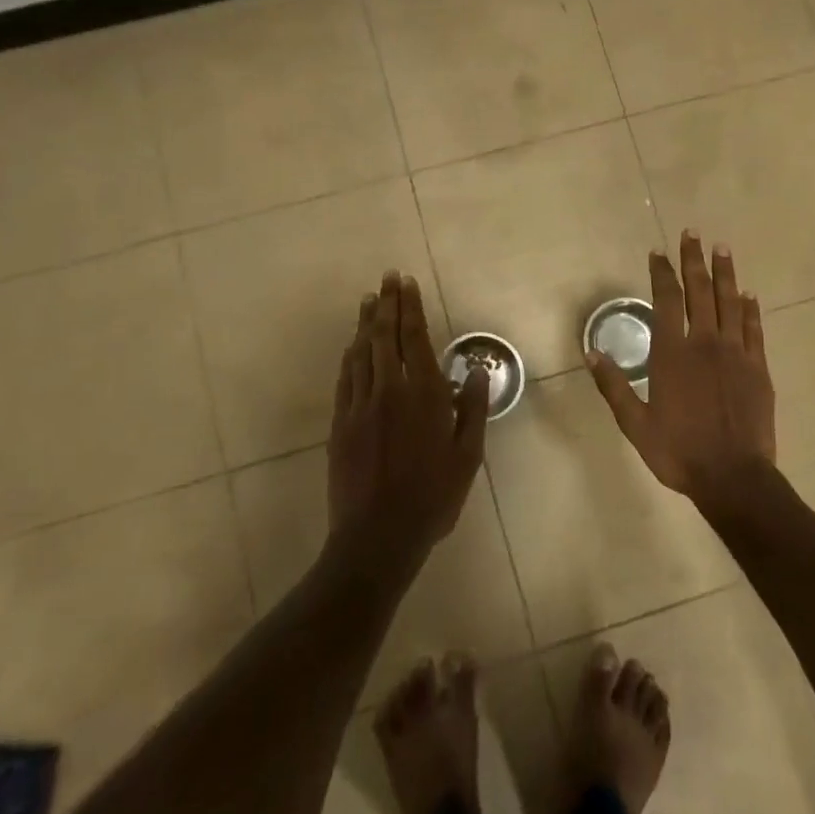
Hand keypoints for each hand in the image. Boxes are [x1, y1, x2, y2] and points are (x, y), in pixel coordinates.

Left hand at [327, 272, 488, 562]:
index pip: (415, 338)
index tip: (406, 282)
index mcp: (423, 394)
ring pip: (361, 352)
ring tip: (369, 299)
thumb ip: (472, 409)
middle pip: (385, 336)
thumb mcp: (467, 456)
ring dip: (365, 323)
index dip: (410, 307)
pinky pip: (345, 378)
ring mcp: (360, 405)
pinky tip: (352, 344)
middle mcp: (389, 389)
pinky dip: (350, 355)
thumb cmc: (432, 497)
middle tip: (387, 277)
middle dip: (388, 303)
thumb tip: (474, 371)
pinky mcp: (340, 423)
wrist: (378, 536)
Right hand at [587, 232, 776, 503]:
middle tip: (693, 233)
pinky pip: (753, 329)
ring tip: (722, 248)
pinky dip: (750, 309)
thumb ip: (614, 385)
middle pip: (700, 291)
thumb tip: (592, 352)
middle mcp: (705, 343)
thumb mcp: (635, 424)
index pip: (666, 300)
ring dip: (725, 273)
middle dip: (694, 260)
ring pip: (730, 302)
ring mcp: (736, 353)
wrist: (733, 476)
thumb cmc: (678, 451)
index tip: (658, 251)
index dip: (662, 272)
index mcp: (672, 353)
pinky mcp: (758, 368)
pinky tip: (748, 294)